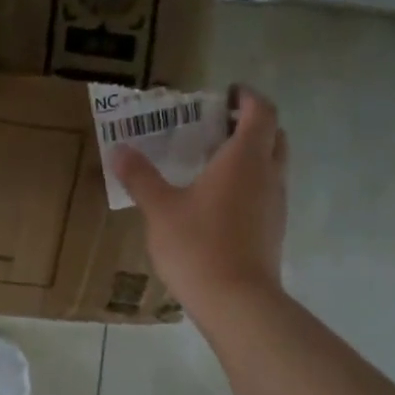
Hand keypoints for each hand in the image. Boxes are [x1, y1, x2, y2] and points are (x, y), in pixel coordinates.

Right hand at [112, 86, 288, 324]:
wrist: (236, 302)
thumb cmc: (198, 245)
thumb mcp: (160, 209)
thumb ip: (141, 177)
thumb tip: (118, 150)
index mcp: (244, 159)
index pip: (261, 111)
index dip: (248, 96)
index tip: (228, 93)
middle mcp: (268, 175)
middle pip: (273, 136)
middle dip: (251, 124)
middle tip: (218, 126)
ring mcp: (275, 204)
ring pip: (272, 165)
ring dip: (251, 155)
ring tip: (213, 162)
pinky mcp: (273, 230)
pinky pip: (266, 192)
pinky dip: (249, 183)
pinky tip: (218, 201)